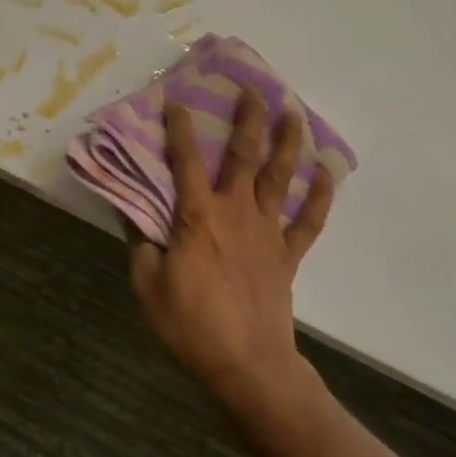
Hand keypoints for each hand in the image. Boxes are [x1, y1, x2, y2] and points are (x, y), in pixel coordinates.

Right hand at [130, 90, 333, 412]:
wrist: (247, 367)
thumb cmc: (191, 326)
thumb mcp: (147, 285)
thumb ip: (140, 242)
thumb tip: (129, 209)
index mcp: (198, 216)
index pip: (185, 161)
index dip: (179, 129)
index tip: (176, 101)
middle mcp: (236, 211)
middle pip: (243, 156)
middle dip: (246, 119)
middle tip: (250, 89)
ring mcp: (267, 231)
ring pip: (280, 176)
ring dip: (287, 142)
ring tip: (292, 112)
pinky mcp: (287, 254)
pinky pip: (309, 220)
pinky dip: (320, 195)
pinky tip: (326, 171)